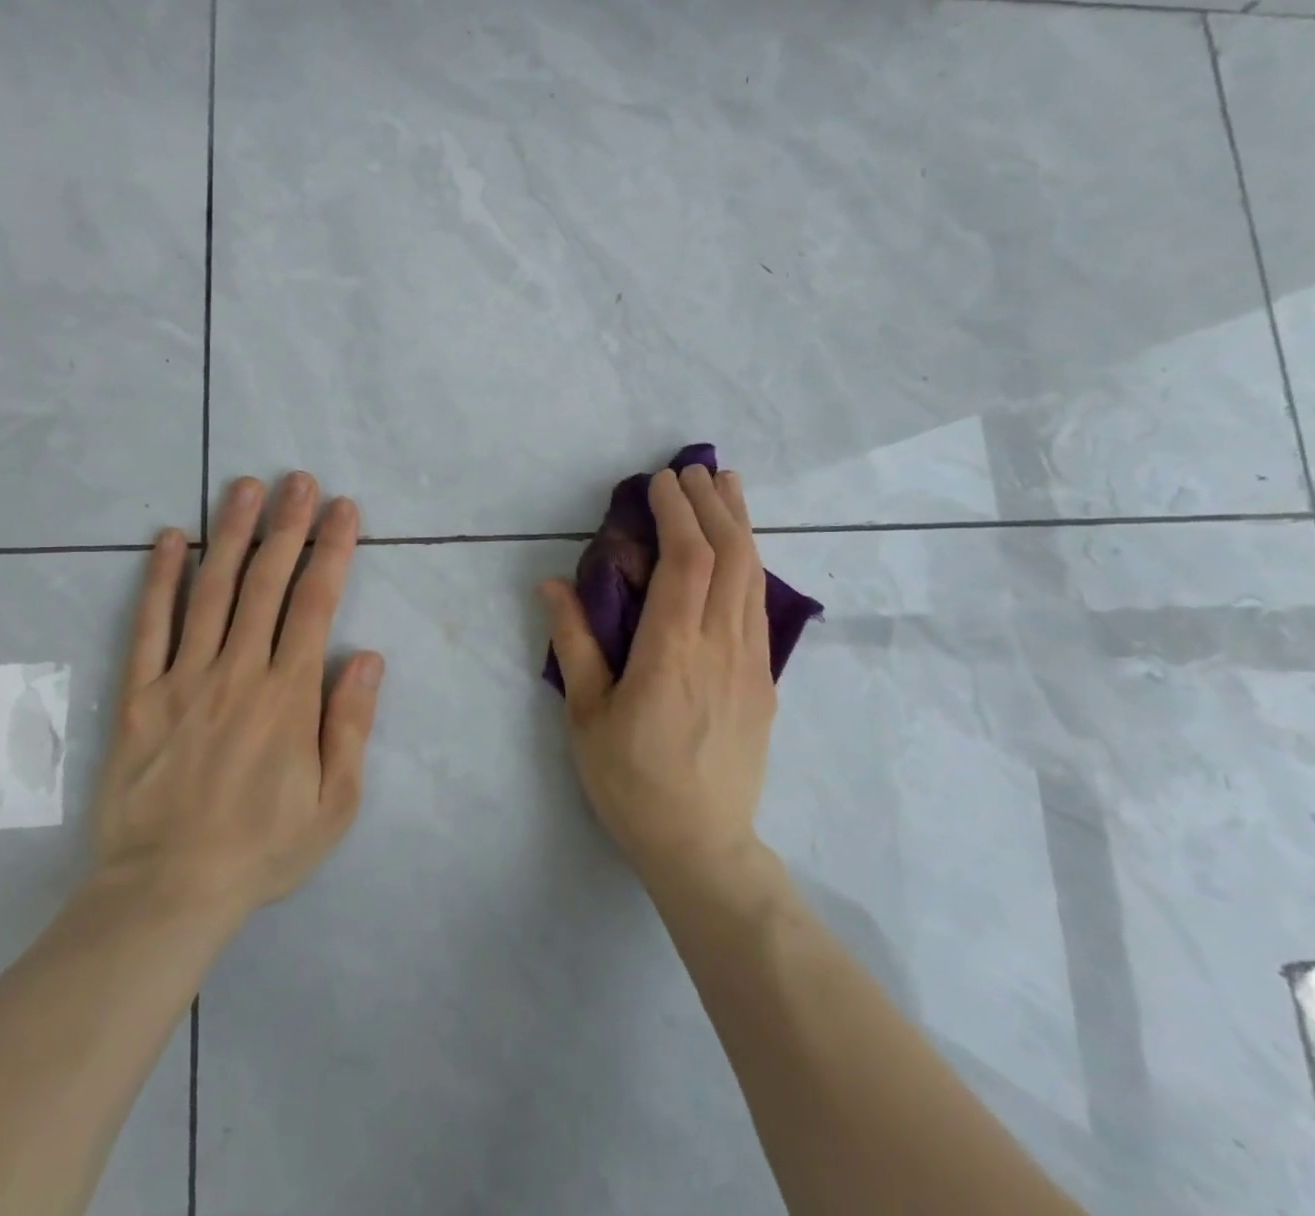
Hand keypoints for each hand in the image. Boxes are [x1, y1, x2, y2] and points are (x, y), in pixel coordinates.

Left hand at [91, 472, 383, 926]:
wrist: (165, 892)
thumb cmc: (261, 848)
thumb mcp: (335, 804)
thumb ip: (351, 726)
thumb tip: (368, 658)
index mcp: (288, 695)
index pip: (316, 604)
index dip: (332, 550)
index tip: (343, 509)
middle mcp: (238, 671)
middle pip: (266, 583)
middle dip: (287, 526)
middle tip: (299, 479)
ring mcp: (183, 678)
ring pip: (212, 591)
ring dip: (232, 534)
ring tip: (245, 487)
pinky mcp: (139, 694)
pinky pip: (149, 626)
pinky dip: (159, 579)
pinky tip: (171, 540)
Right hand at [541, 465, 776, 886]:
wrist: (701, 845)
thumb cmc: (631, 781)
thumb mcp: (586, 715)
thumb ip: (574, 643)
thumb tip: (551, 583)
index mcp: (672, 652)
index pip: (687, 561)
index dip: (678, 513)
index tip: (661, 481)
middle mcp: (721, 647)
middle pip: (732, 556)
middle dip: (713, 504)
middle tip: (694, 470)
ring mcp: (751, 663)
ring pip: (754, 575)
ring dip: (740, 524)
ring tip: (726, 487)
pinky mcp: (764, 681)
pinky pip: (759, 605)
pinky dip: (749, 562)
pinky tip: (739, 549)